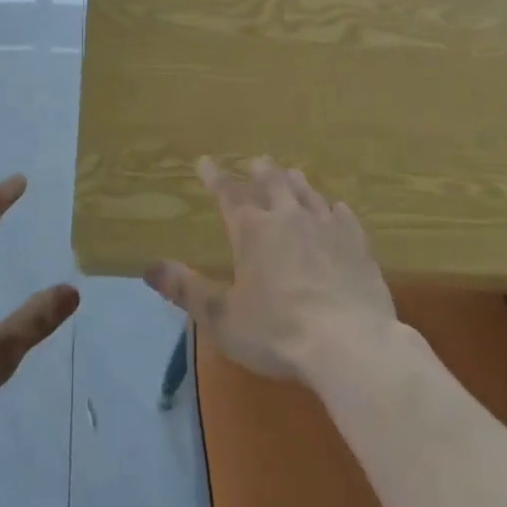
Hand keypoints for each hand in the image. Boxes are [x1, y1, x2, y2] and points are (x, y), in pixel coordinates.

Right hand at [144, 158, 394, 381]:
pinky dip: (333, 208)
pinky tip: (336, 209)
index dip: (215, 176)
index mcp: (253, 229)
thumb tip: (149, 267)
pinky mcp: (357, 244)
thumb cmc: (278, 333)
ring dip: (294, 182)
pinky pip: (343, 215)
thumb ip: (186, 290)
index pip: (228, 192)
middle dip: (260, 171)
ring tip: (290, 175)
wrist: (350, 345)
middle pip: (272, 182)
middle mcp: (288, 217)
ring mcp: (326, 226)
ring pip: (307, 193)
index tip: (205, 162)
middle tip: (255, 162)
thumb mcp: (222, 318)